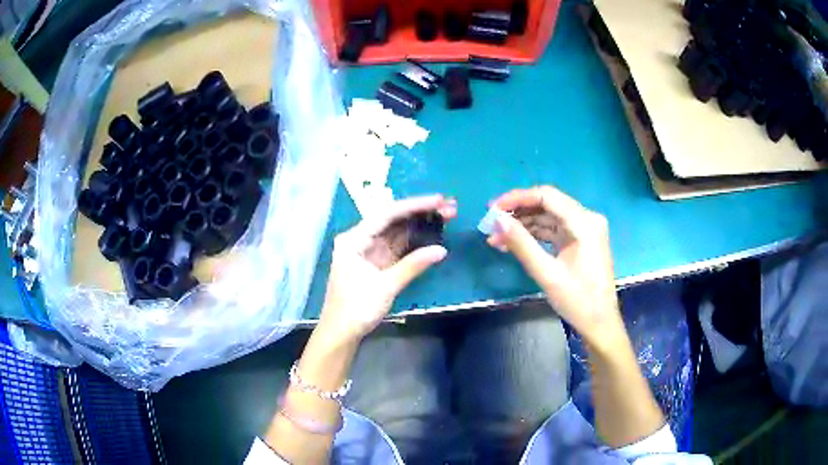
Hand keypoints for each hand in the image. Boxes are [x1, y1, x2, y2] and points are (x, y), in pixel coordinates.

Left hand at [318, 195, 456, 343]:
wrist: (341, 333)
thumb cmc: (356, 309)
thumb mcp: (385, 287)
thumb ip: (413, 266)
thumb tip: (441, 249)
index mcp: (354, 239)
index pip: (387, 214)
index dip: (415, 205)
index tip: (439, 200)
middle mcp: (360, 239)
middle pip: (394, 220)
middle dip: (421, 213)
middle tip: (450, 207)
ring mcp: (369, 251)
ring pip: (398, 232)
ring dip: (421, 225)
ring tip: (447, 216)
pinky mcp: (377, 263)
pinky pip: (398, 246)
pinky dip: (415, 241)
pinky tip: (432, 234)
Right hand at [488, 186, 622, 344]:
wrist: (600, 324)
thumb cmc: (578, 301)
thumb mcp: (547, 274)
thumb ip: (521, 244)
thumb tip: (497, 220)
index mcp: (584, 223)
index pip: (546, 196)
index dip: (517, 198)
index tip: (492, 208)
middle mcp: (587, 219)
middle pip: (547, 205)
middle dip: (517, 213)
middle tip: (490, 224)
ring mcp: (585, 229)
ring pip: (548, 217)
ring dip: (523, 225)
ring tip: (496, 237)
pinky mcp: (581, 240)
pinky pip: (554, 230)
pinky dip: (534, 235)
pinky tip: (513, 243)